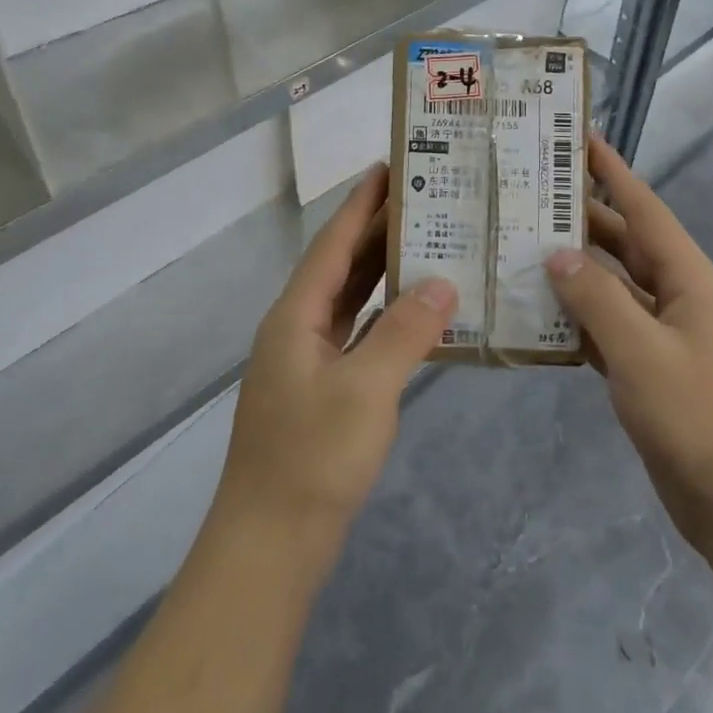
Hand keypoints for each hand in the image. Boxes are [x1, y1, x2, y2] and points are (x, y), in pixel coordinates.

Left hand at [214, 165, 455, 547]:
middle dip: (377, 231)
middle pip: (341, 266)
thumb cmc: (312, 458)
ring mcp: (308, 362)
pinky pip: (358, 335)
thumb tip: (442, 281)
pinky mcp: (323, 392)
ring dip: (383, 272)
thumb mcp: (366, 389)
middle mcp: (297, 329)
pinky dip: (386, 317)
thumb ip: (405, 331)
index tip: (388, 167)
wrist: (270, 546)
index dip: (360, 204)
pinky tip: (417, 313)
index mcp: (296, 316)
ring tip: (427, 242)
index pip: (332, 244)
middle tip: (423, 199)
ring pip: (350, 300)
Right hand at [545, 139, 712, 560]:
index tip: (582, 137)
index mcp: (690, 281)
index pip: (645, 210)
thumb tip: (558, 254)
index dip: (614, 172)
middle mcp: (680, 299)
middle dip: (583, 220)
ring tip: (524, 247)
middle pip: (626, 246)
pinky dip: (581, 319)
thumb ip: (597, 298)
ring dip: (576, 271)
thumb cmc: (701, 419)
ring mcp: (668, 338)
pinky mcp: (654, 372)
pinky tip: (543, 314)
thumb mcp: (642, 353)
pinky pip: (612, 330)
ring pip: (615, 289)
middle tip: (531, 196)